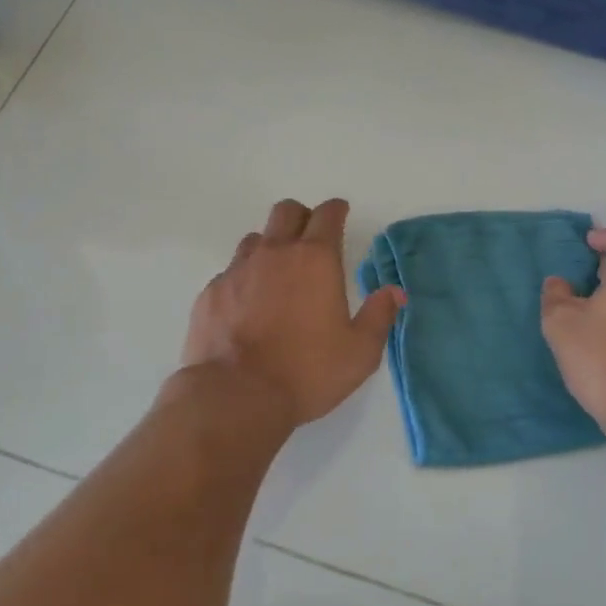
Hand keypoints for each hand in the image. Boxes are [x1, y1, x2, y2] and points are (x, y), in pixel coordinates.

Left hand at [181, 198, 405, 428]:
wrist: (236, 395)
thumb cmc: (306, 372)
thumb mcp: (359, 352)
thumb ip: (379, 316)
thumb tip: (394, 291)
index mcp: (315, 259)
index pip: (327, 215)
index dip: (336, 210)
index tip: (340, 213)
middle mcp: (275, 253)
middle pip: (286, 211)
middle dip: (301, 216)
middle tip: (310, 238)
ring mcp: (238, 269)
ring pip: (255, 239)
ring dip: (270, 246)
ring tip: (277, 274)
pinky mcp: (211, 292)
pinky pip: (230, 271)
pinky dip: (243, 279)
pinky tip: (247, 306)